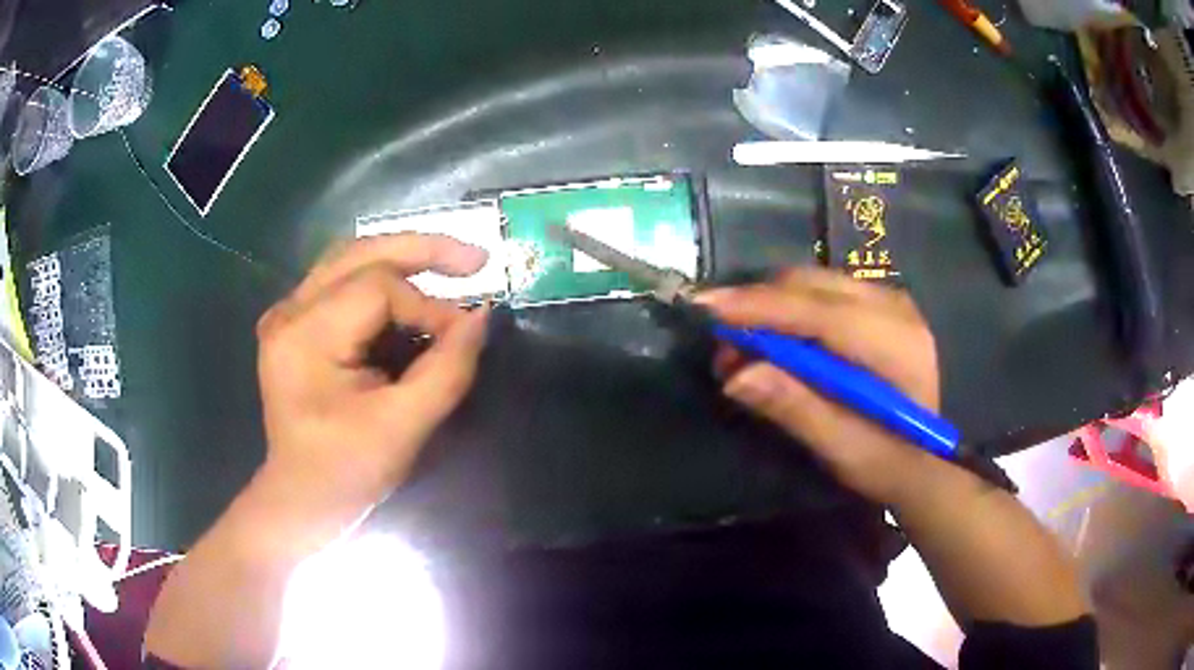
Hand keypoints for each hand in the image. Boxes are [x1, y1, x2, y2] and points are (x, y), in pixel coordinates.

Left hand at [255, 234, 489, 512]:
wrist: (302, 496)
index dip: (429, 306)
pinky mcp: (296, 324)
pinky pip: (343, 282)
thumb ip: (446, 370)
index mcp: (304, 335)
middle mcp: (290, 311)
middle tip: (476, 259)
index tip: (463, 338)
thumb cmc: (347, 471)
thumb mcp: (403, 427)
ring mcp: (288, 314)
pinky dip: (383, 280)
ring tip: (452, 264)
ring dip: (404, 258)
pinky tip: (413, 289)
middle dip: (423, 250)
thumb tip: (483, 316)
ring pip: (351, 259)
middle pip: (361, 254)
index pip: (378, 288)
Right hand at [696, 268, 942, 505]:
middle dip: (758, 308)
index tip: (704, 308)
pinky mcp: (881, 307)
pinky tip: (779, 342)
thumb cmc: (889, 463)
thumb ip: (795, 408)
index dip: (757, 307)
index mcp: (893, 343)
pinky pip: (825, 292)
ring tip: (746, 351)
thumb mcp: (842, 447)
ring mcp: (889, 301)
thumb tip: (736, 375)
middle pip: (810, 285)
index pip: (816, 311)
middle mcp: (893, 306)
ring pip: (814, 283)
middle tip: (724, 350)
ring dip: (772, 308)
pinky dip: (792, 311)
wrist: (930, 462)